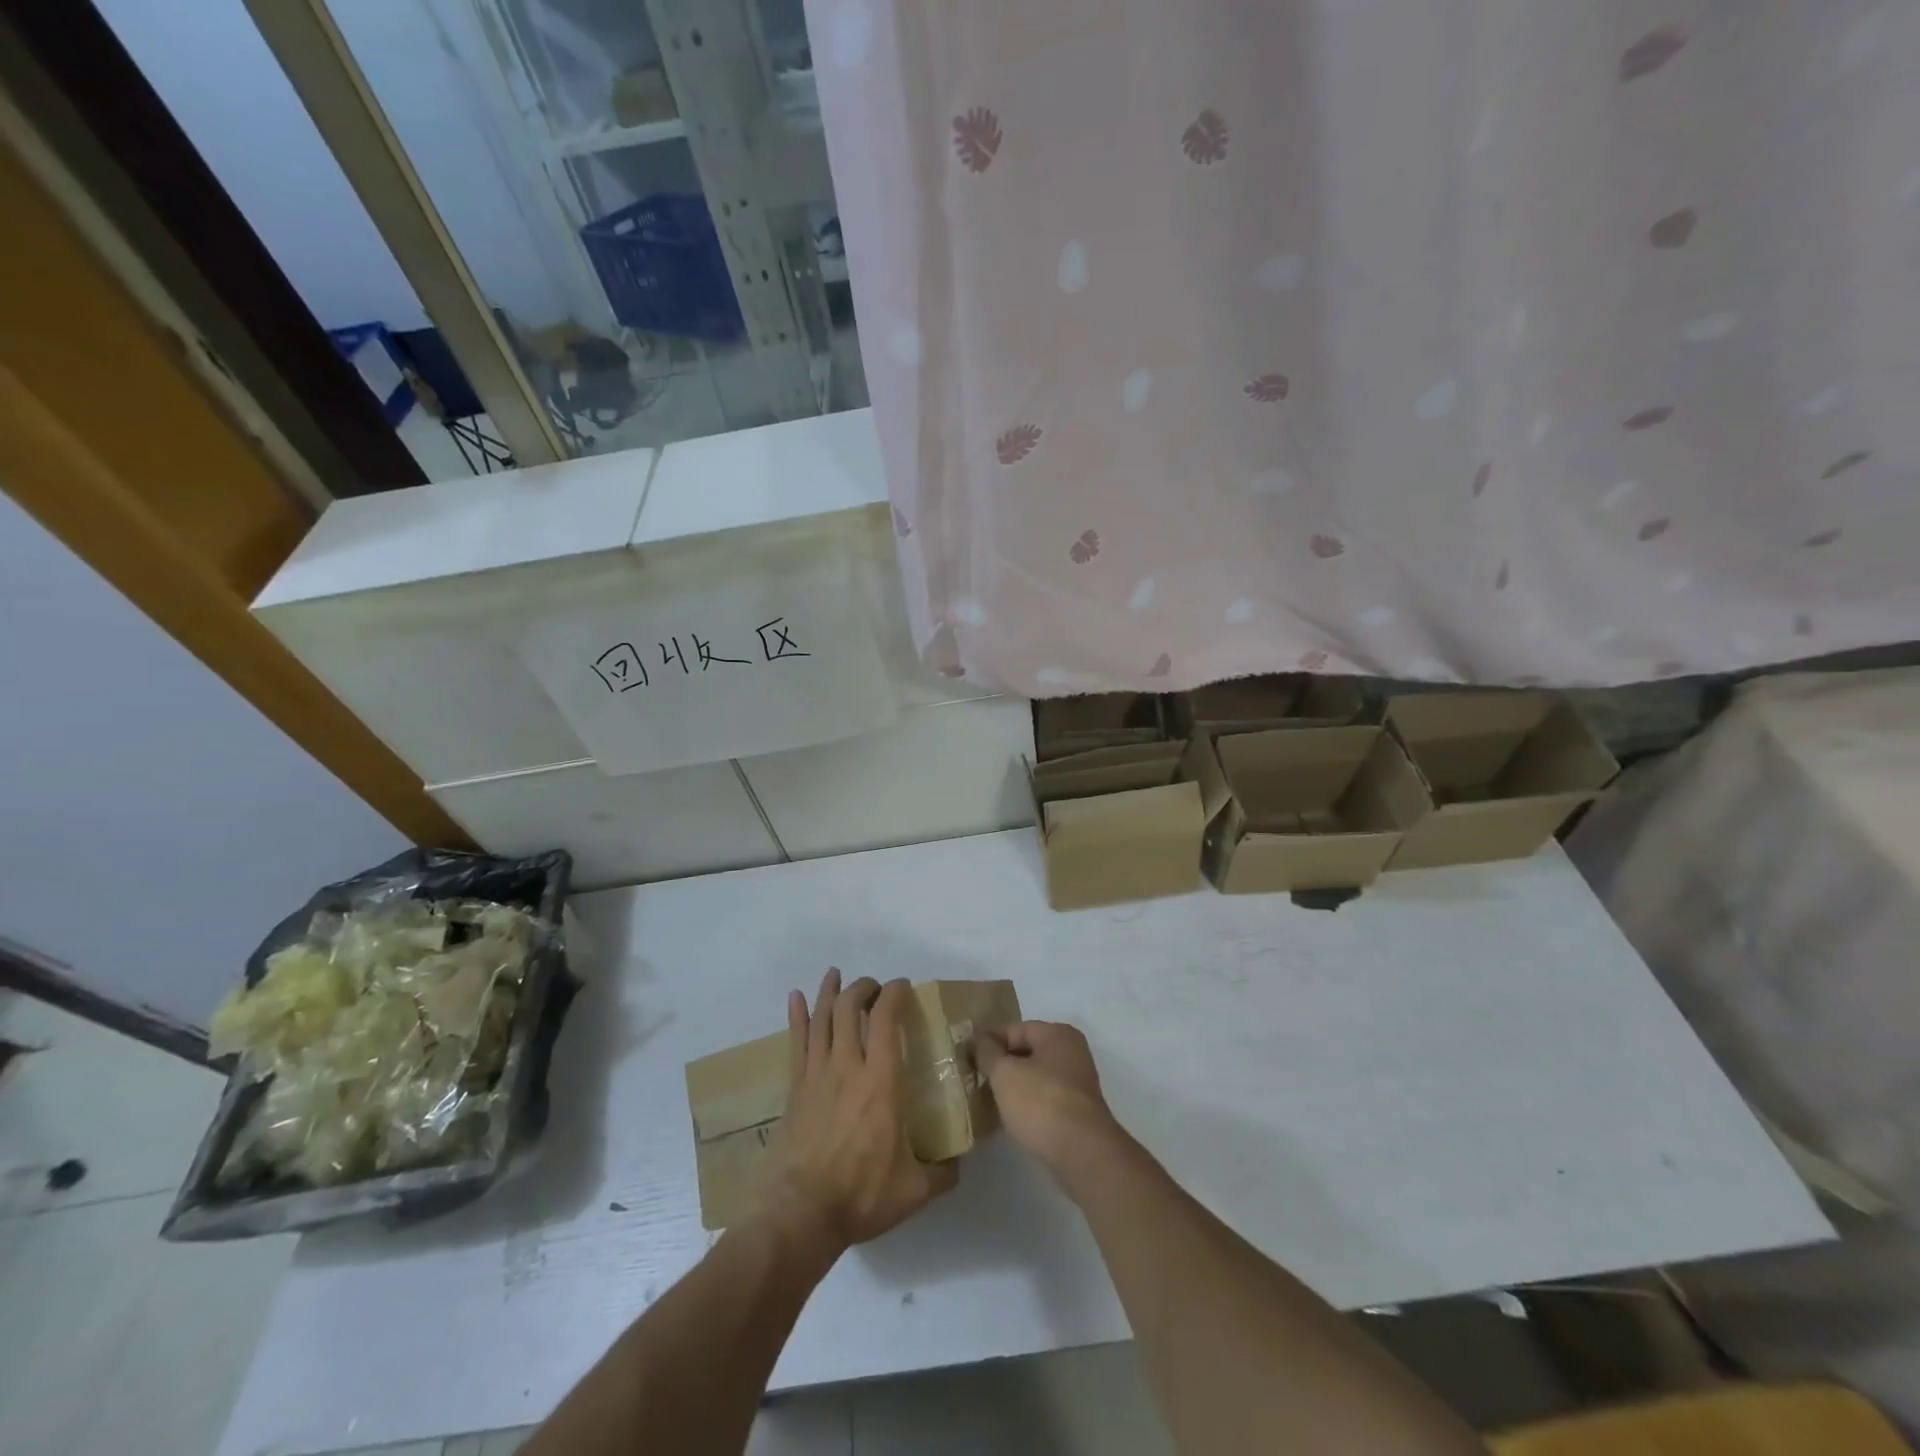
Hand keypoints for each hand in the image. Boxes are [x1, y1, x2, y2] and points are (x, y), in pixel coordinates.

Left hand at [754, 969, 956, 1254]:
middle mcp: (847, 1067)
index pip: (886, 1019)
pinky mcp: (794, 1090)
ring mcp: (816, 1075)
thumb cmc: (860, 1196)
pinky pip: (795, 1043)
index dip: (894, 994)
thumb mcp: (914, 1190)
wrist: (799, 1214)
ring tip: (836, 975)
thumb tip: (961, 1162)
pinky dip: (797, 1016)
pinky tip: (796, 997)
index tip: (903, 986)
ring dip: (830, 992)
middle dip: (863, 988)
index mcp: (881, 1081)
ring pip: (821, 1019)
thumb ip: (942, 1172)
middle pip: (849, 1008)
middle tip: (875, 987)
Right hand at [975, 1021, 1125, 1178]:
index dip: (989, 1041)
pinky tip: (1013, 1117)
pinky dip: (1029, 1103)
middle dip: (1002, 1064)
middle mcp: (1072, 1051)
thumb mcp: (1004, 1073)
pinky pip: (1046, 1098)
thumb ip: (987, 1052)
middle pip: (1027, 1051)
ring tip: (991, 1099)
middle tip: (978, 1079)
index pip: (1015, 1029)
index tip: (968, 1058)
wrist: (1082, 1153)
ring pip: (1036, 1076)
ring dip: (1015, 1085)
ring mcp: (1078, 1082)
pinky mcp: (1079, 1111)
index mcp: (1057, 1034)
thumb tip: (977, 1040)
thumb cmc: (1041, 1103)